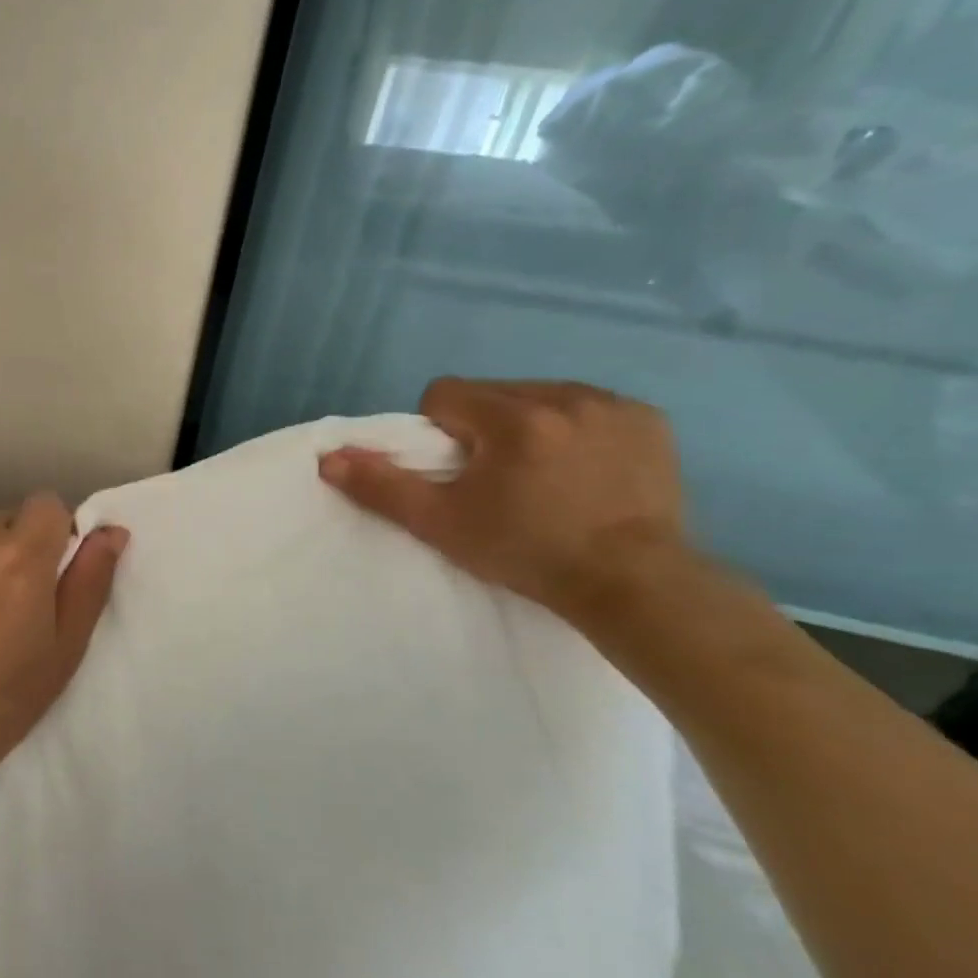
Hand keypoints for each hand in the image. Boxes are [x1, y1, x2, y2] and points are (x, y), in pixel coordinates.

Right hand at [319, 378, 689, 622]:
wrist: (633, 585)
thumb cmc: (526, 553)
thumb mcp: (441, 524)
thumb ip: (382, 486)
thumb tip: (328, 458)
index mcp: (514, 418)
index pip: (445, 394)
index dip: (438, 431)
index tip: (456, 471)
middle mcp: (566, 397)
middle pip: (492, 392)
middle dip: (481, 427)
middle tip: (494, 478)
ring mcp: (613, 406)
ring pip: (538, 396)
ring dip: (526, 425)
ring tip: (539, 475)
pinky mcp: (648, 420)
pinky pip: (587, 407)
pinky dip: (573, 429)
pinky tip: (581, 470)